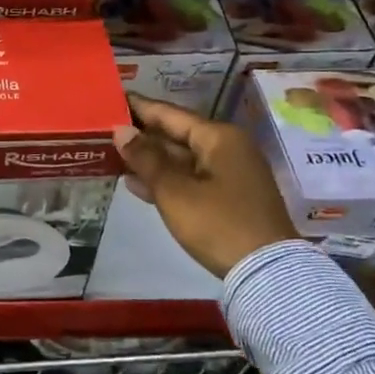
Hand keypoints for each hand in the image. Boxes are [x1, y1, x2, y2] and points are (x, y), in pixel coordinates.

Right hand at [112, 97, 296, 278]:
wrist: (267, 274)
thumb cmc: (218, 224)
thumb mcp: (175, 191)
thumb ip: (145, 158)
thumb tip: (121, 131)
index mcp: (219, 137)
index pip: (170, 114)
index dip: (140, 107)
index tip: (113, 99)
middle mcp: (228, 148)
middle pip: (177, 135)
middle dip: (143, 135)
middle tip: (106, 130)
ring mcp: (231, 174)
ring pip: (183, 159)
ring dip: (151, 160)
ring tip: (113, 155)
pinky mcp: (230, 198)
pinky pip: (191, 179)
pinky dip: (166, 180)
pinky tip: (136, 183)